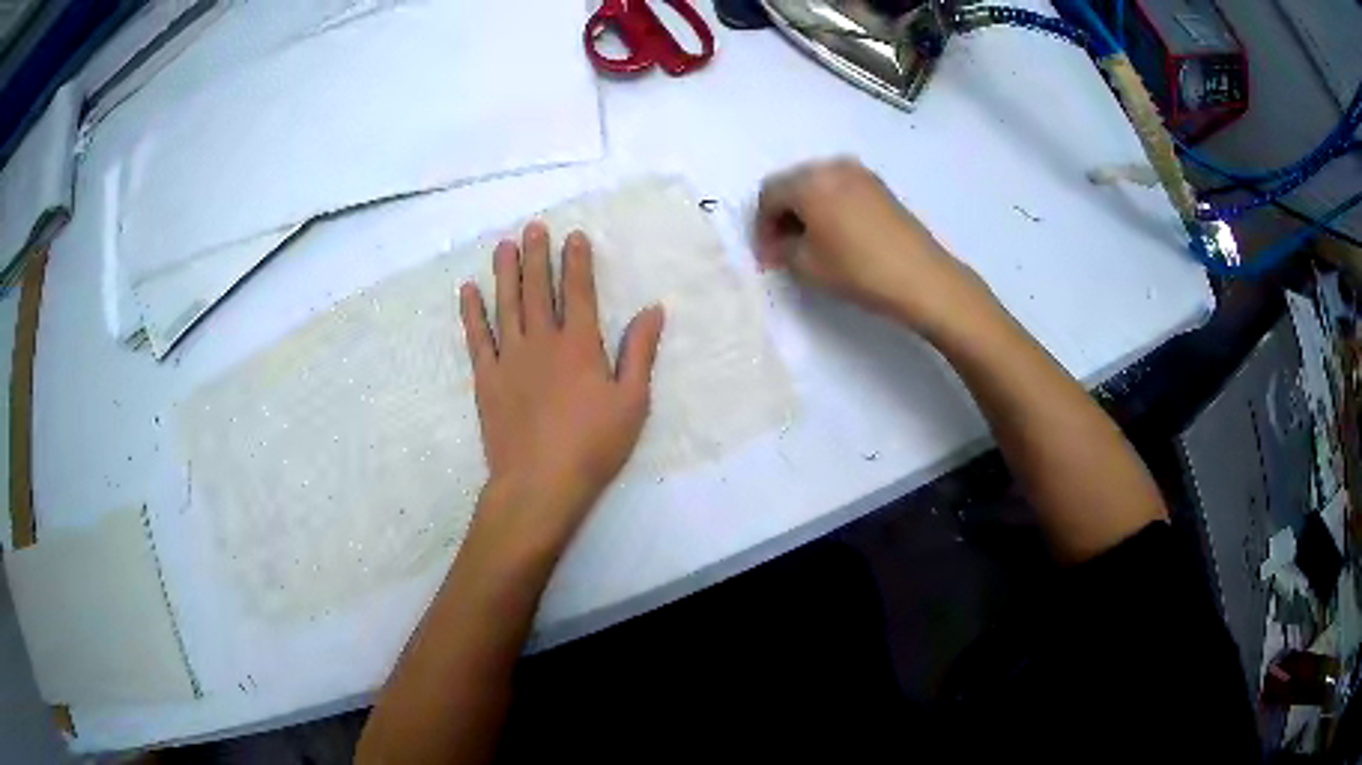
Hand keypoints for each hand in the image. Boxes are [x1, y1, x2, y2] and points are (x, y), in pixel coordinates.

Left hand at [459, 222, 664, 550]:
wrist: (540, 482)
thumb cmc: (593, 445)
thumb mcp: (632, 402)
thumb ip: (640, 352)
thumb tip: (653, 309)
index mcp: (580, 345)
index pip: (577, 291)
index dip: (576, 261)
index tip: (573, 236)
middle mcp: (542, 341)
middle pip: (536, 289)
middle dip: (536, 255)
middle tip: (532, 228)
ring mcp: (509, 357)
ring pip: (506, 304)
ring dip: (504, 272)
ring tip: (503, 246)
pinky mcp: (486, 378)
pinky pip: (476, 337)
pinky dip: (472, 312)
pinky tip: (468, 290)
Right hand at [755, 158, 993, 339]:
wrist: (922, 277)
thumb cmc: (859, 270)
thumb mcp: (807, 266)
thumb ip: (782, 249)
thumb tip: (777, 245)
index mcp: (809, 181)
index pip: (769, 195)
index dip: (761, 227)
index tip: (767, 257)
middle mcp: (832, 166)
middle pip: (792, 184)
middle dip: (781, 215)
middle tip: (782, 249)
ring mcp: (859, 173)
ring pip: (816, 185)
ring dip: (805, 210)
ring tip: (808, 244)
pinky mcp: (878, 186)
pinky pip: (839, 188)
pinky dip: (828, 206)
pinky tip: (835, 235)